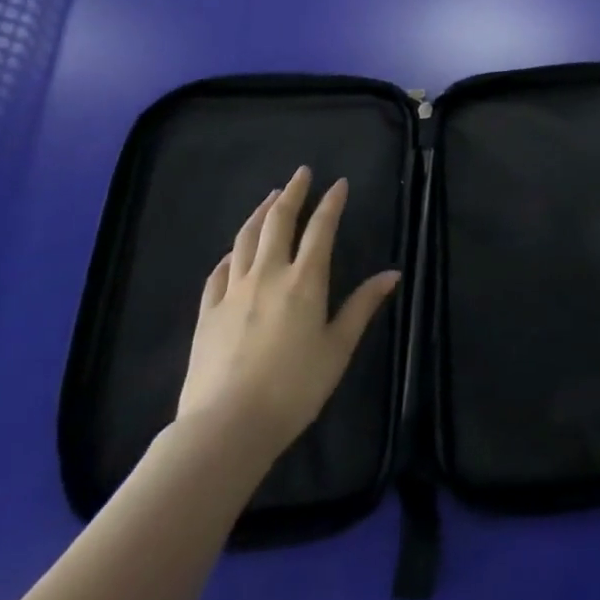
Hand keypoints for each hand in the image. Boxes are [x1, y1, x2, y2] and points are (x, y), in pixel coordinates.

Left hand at [176, 166, 399, 468]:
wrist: (226, 426)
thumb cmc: (294, 388)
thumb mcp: (338, 348)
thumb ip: (362, 306)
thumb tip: (391, 274)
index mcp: (305, 280)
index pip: (322, 229)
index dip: (331, 203)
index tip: (339, 183)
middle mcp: (268, 274)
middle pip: (278, 222)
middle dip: (292, 193)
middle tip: (301, 174)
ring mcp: (233, 291)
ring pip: (245, 239)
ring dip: (260, 213)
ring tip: (270, 198)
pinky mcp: (207, 312)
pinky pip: (219, 271)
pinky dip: (231, 253)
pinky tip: (234, 251)